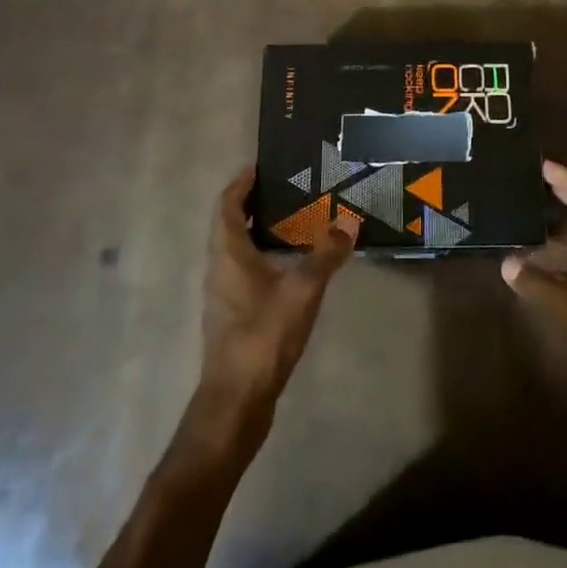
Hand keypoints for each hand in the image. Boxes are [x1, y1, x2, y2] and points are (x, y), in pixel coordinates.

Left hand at [186, 167, 356, 459]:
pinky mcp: (231, 316)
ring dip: (255, 232)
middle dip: (250, 205)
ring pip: (234, 250)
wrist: (236, 399)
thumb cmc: (263, 335)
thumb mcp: (302, 290)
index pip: (227, 206)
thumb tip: (348, 221)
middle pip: (228, 226)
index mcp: (228, 253)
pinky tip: (287, 267)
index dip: (240, 184)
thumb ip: (326, 255)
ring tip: (289, 222)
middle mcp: (218, 268)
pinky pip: (242, 272)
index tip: (258, 167)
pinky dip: (260, 257)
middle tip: (282, 190)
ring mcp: (222, 295)